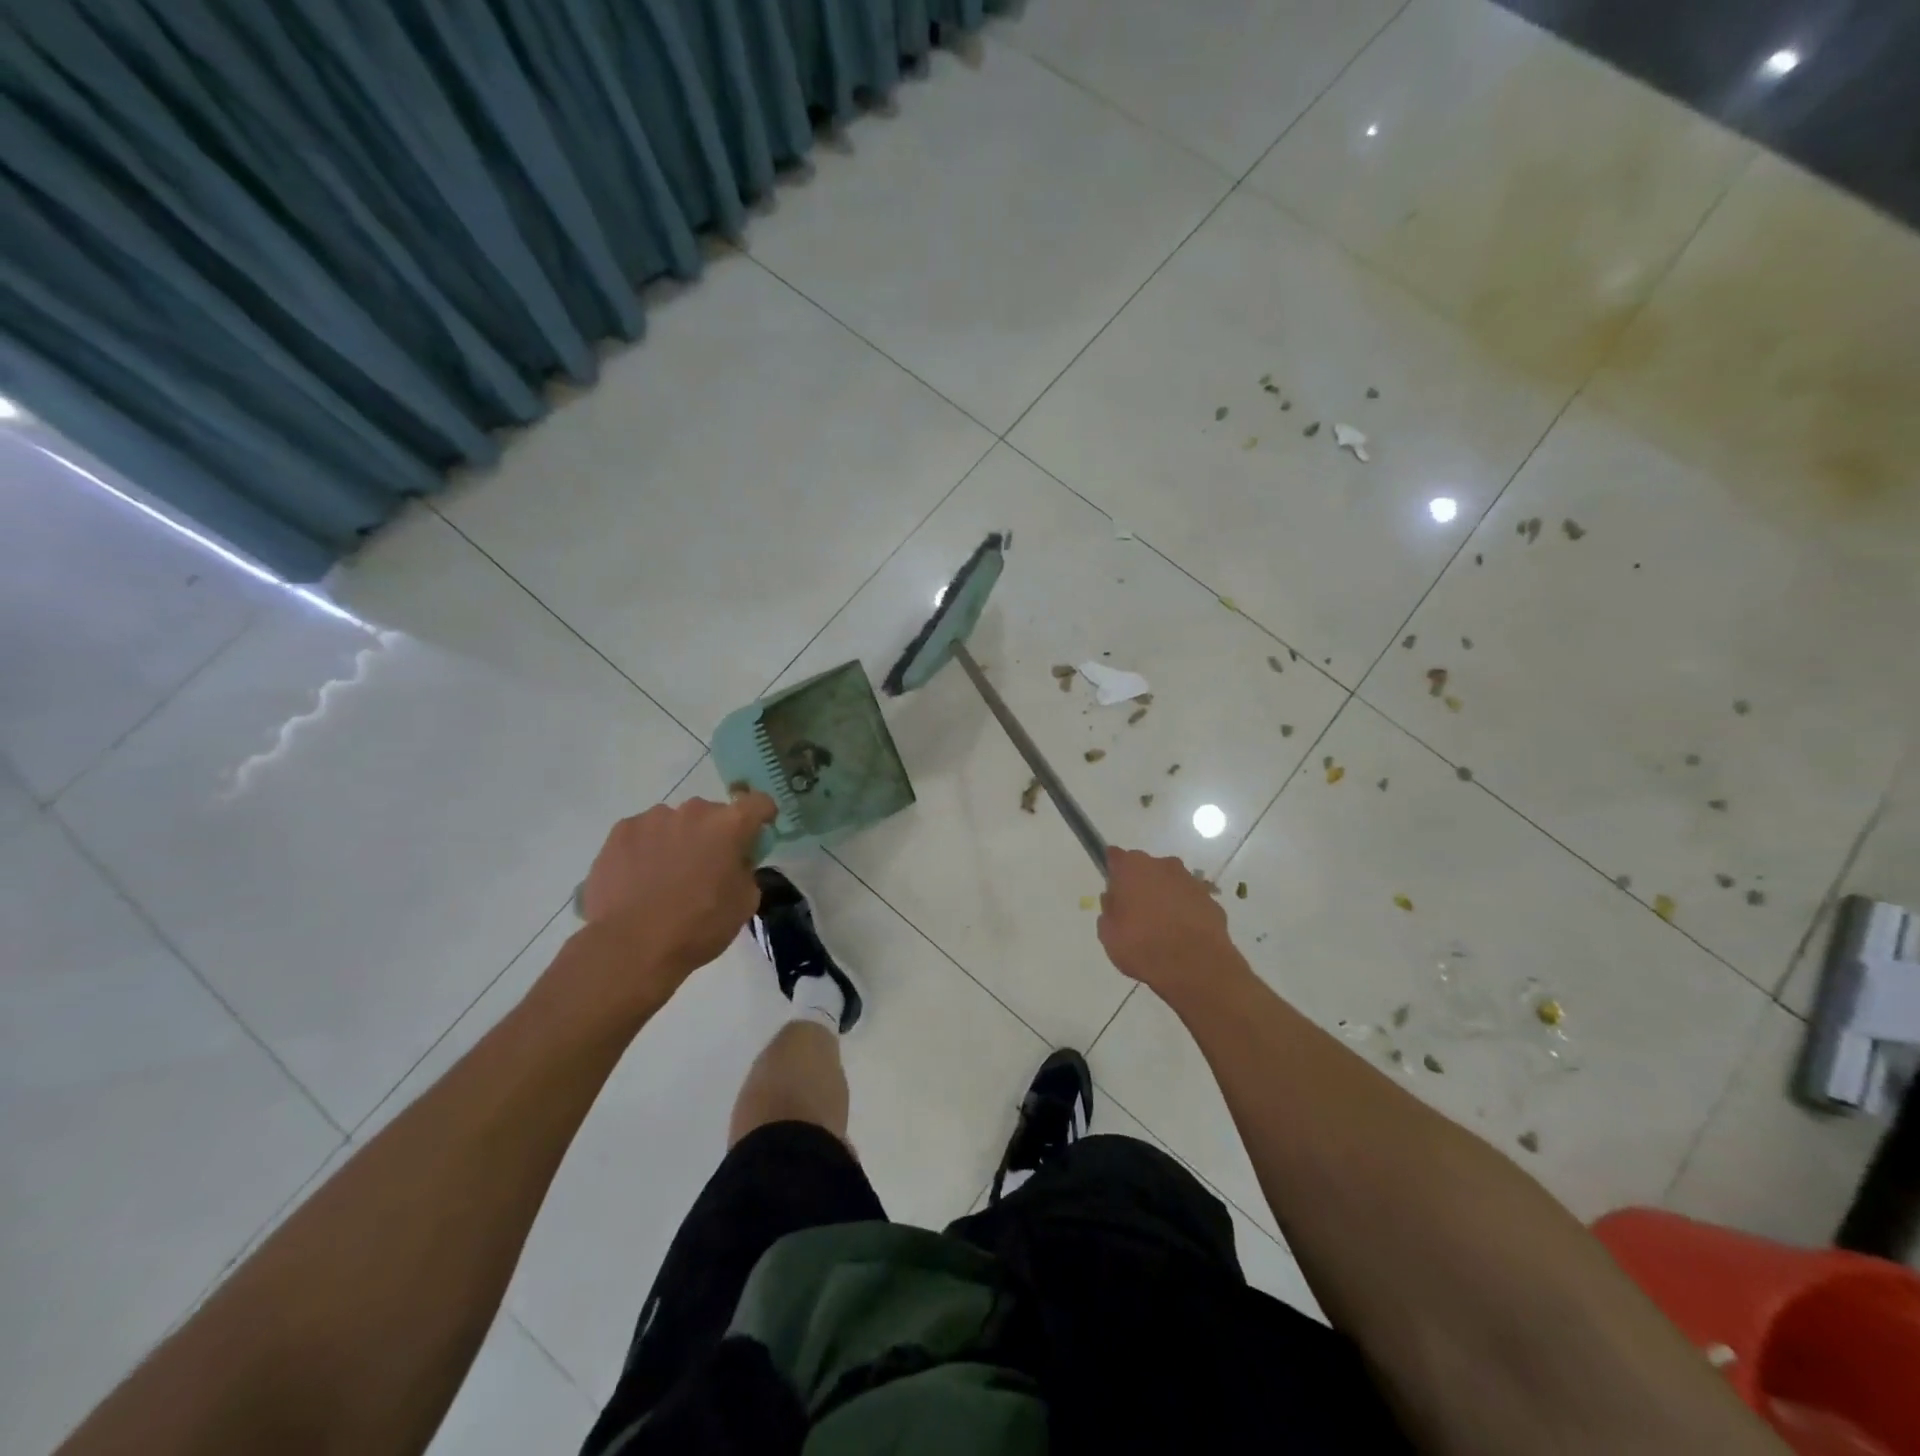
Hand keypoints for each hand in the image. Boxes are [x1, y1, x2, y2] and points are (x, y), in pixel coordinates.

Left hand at [578, 794, 776, 990]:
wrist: (631, 947)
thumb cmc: (698, 927)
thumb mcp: (744, 903)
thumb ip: (746, 871)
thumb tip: (735, 862)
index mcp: (729, 825)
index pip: (758, 802)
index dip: (762, 816)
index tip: (756, 834)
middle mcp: (693, 811)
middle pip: (712, 814)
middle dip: (714, 834)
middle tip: (706, 867)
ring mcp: (653, 818)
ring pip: (675, 822)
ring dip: (678, 840)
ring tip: (664, 877)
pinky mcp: (620, 831)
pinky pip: (643, 833)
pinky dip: (646, 848)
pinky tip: (638, 879)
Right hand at [1098, 847, 1245, 1001]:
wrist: (1196, 966)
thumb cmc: (1142, 945)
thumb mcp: (1108, 933)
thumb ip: (1109, 910)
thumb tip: (1115, 900)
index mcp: (1132, 867)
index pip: (1115, 857)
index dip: (1112, 870)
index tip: (1112, 888)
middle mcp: (1162, 865)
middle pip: (1145, 869)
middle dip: (1140, 885)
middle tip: (1134, 913)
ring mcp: (1190, 881)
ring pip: (1170, 884)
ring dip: (1164, 897)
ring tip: (1161, 928)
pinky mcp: (1211, 900)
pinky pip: (1190, 901)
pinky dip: (1185, 912)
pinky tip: (1182, 936)